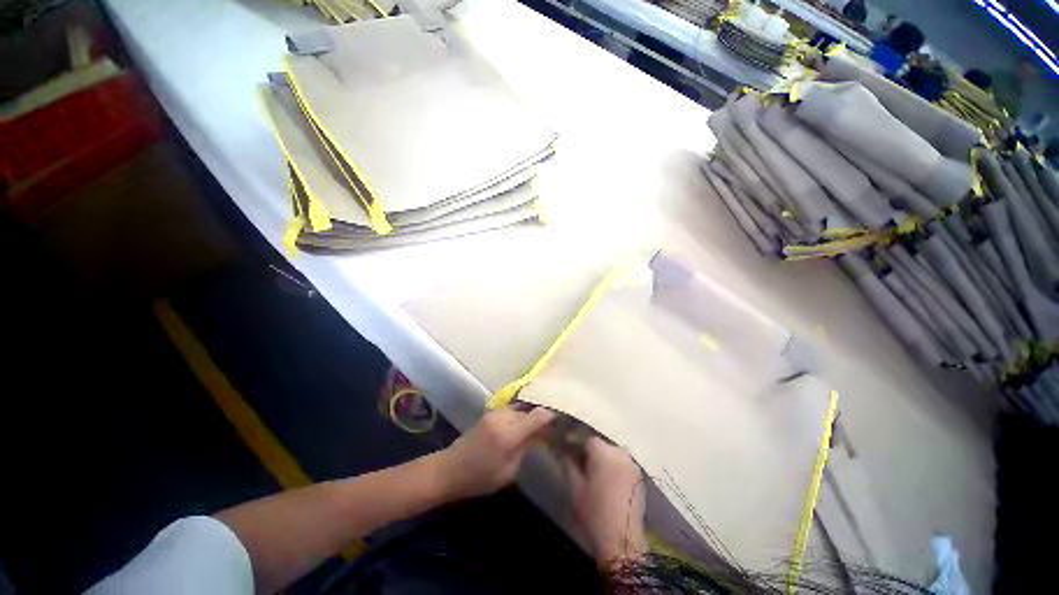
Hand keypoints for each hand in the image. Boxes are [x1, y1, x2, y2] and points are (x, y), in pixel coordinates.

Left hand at [435, 406, 555, 499]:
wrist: (449, 469)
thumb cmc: (480, 477)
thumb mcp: (509, 470)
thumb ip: (526, 447)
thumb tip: (541, 433)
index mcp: (509, 433)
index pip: (537, 416)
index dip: (551, 416)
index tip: (564, 418)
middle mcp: (503, 417)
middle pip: (530, 409)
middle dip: (542, 415)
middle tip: (554, 424)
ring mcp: (495, 412)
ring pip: (521, 408)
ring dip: (531, 414)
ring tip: (542, 423)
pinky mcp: (490, 413)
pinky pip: (512, 410)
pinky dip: (521, 414)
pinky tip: (526, 422)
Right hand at [564, 437, 647, 567]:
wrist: (622, 539)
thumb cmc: (594, 511)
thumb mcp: (575, 486)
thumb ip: (568, 463)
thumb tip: (563, 451)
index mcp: (603, 451)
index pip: (585, 438)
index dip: (574, 442)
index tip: (565, 448)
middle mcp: (619, 452)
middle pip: (600, 444)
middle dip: (588, 450)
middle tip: (577, 460)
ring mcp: (631, 463)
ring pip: (611, 453)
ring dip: (601, 457)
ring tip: (591, 469)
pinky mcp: (638, 476)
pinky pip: (621, 463)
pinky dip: (612, 465)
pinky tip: (605, 477)